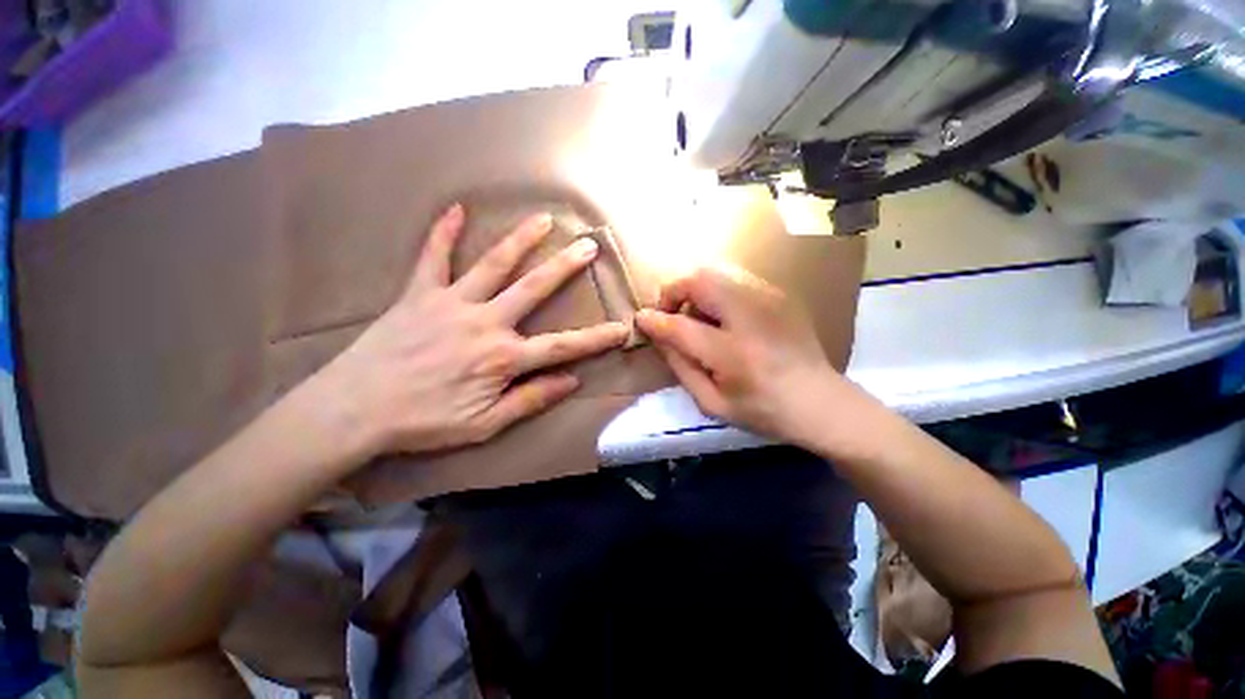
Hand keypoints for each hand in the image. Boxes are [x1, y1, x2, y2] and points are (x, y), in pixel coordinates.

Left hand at [313, 203, 628, 458]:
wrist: (353, 411)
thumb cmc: (425, 422)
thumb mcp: (486, 423)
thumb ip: (531, 399)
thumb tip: (571, 381)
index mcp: (503, 357)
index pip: (563, 346)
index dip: (596, 338)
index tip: (621, 327)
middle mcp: (485, 322)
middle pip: (534, 288)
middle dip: (566, 266)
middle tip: (588, 245)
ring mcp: (451, 303)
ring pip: (494, 264)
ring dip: (521, 240)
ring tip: (544, 220)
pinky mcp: (418, 294)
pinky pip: (432, 257)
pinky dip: (443, 233)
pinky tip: (456, 210)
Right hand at [635, 266, 851, 448]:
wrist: (822, 402)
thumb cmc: (763, 411)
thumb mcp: (712, 403)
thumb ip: (680, 366)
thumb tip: (659, 335)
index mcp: (733, 354)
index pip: (680, 326)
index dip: (654, 320)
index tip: (641, 320)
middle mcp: (751, 317)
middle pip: (699, 281)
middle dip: (674, 292)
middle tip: (671, 315)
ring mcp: (769, 300)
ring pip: (716, 273)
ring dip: (694, 291)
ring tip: (695, 317)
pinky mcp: (778, 295)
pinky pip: (734, 280)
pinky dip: (716, 293)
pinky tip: (722, 318)